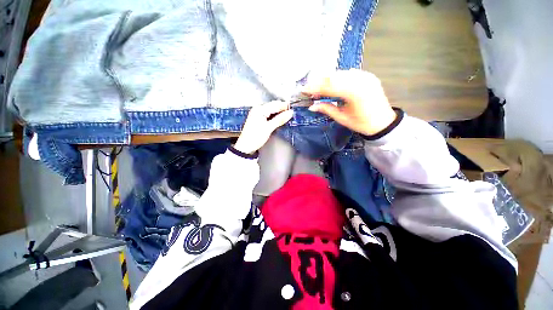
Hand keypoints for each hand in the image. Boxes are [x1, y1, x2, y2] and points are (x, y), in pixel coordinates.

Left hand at [234, 101, 293, 153]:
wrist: (245, 147)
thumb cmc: (256, 137)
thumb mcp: (269, 128)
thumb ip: (280, 119)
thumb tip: (291, 112)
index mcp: (260, 109)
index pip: (275, 105)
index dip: (285, 106)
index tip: (294, 109)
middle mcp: (258, 109)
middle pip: (273, 106)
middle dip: (282, 109)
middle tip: (292, 113)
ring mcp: (257, 114)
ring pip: (271, 110)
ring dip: (279, 113)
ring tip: (288, 116)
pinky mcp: (258, 119)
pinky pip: (268, 115)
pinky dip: (274, 117)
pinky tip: (279, 119)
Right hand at [303, 69, 396, 135]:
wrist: (383, 122)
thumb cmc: (361, 123)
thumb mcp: (341, 118)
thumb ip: (326, 109)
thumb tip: (311, 107)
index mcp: (354, 93)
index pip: (329, 86)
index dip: (314, 88)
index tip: (304, 90)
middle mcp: (360, 80)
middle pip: (334, 77)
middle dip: (319, 82)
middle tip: (309, 89)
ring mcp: (365, 76)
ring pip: (340, 73)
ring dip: (327, 79)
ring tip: (318, 87)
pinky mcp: (368, 75)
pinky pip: (348, 73)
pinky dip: (337, 78)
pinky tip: (332, 84)